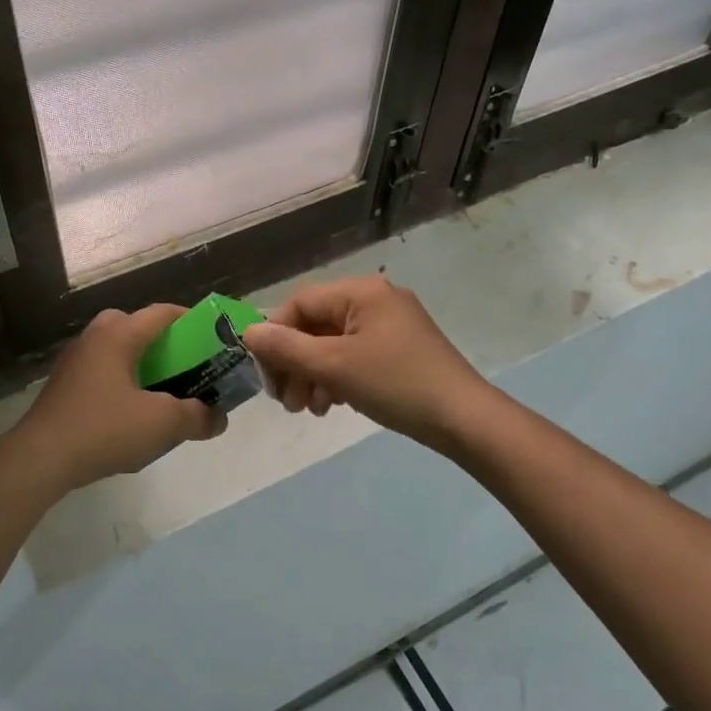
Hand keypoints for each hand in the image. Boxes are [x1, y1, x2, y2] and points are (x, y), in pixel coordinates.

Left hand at [8, 304, 226, 492]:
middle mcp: (94, 338)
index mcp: (118, 334)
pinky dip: (121, 382)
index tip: (212, 337)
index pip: (162, 313)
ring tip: (162, 391)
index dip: (191, 320)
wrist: (40, 458)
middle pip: (136, 327)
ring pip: (116, 351)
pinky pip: (101, 372)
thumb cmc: (104, 428)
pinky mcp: (63, 386)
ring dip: (141, 364)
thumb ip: (197, 416)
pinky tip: (131, 413)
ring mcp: (74, 361)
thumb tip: (219, 418)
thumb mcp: (162, 423)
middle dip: (163, 343)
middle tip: (184, 366)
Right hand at [242, 276, 490, 446]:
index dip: (275, 335)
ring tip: (308, 409)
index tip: (265, 372)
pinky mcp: (399, 349)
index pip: (300, 302)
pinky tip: (332, 405)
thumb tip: (247, 331)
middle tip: (285, 401)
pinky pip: (354, 355)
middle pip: (316, 324)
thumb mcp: (334, 366)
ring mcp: (390, 324)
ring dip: (312, 375)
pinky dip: (337, 378)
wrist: (462, 418)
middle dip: (294, 362)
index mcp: (361, 291)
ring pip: (333, 344)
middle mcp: (375, 299)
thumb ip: (287, 347)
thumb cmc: (394, 383)